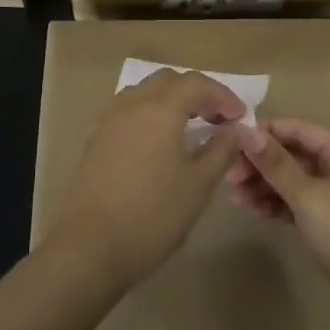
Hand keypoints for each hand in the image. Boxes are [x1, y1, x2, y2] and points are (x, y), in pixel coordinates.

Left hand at [43, 68, 247, 293]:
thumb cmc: (152, 215)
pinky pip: (127, 111)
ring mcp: (108, 121)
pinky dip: (149, 115)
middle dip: (197, 93)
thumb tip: (236, 130)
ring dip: (171, 101)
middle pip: (168, 81)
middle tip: (217, 119)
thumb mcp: (198, 185)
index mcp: (160, 108)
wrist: (89, 248)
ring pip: (144, 92)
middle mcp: (132, 104)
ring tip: (189, 128)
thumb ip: (221, 150)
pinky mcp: (95, 140)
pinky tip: (158, 144)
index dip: (223, 96)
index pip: (197, 84)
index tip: (241, 118)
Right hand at [227, 119, 329, 329]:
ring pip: (294, 182)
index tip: (230, 142)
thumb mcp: (309, 196)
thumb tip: (246, 131)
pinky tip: (257, 213)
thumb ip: (276, 164)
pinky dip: (278, 206)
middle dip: (261, 163)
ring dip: (265, 186)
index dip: (265, 132)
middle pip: (294, 155)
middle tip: (229, 178)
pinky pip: (299, 206)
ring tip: (237, 199)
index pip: (297, 129)